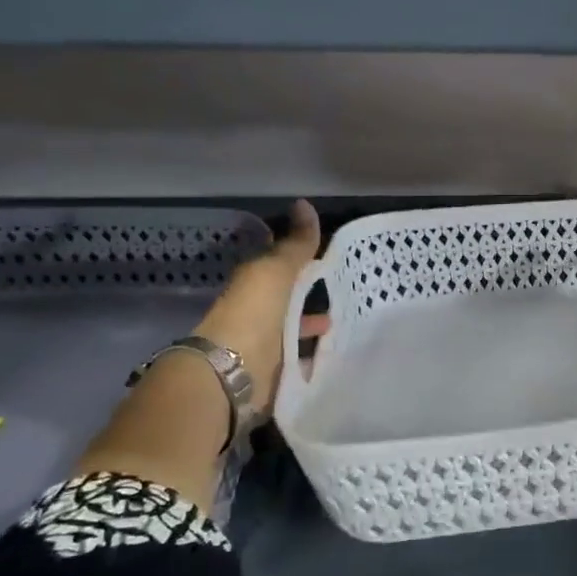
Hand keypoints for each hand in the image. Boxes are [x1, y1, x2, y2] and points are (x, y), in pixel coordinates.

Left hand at [195, 199, 329, 416]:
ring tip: (344, 322)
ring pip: (293, 327)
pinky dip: (315, 353)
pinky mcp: (276, 370)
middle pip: (286, 296)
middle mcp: (257, 310)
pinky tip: (337, 352)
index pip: (276, 261)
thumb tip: (304, 204)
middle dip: (308, 291)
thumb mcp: (276, 270)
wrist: (232, 371)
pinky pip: (300, 357)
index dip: (296, 253)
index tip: (323, 249)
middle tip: (343, 286)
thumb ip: (295, 244)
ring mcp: (266, 342)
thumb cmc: (253, 312)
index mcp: (254, 282)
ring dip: (312, 323)